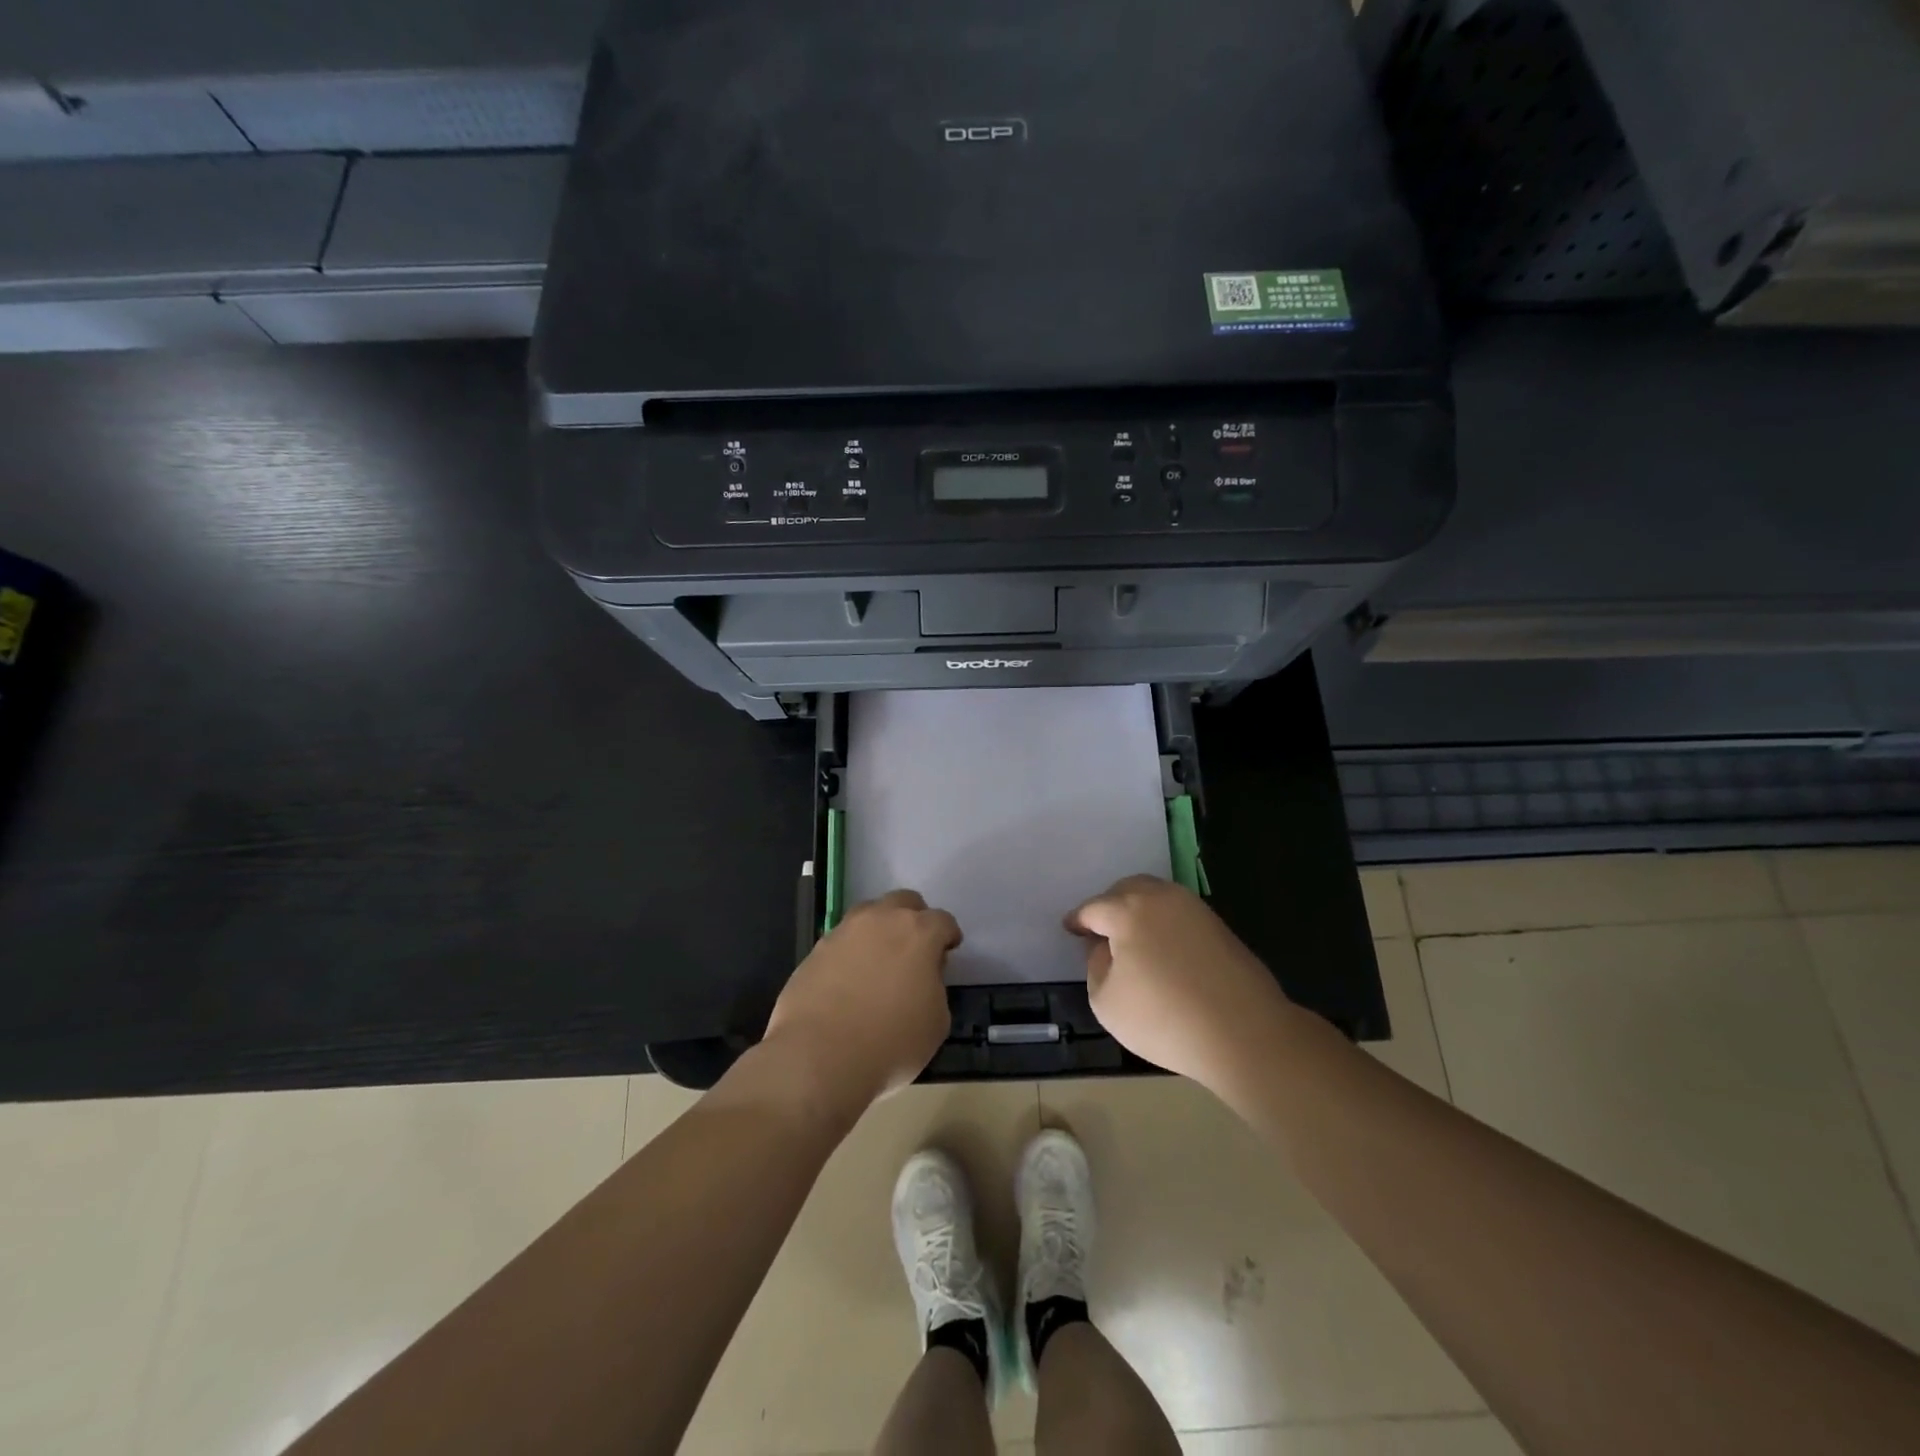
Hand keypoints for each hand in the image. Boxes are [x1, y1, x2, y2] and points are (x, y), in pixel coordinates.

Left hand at [762, 890, 959, 1115]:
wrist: (818, 1055)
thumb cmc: (891, 1042)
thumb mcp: (936, 1022)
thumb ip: (934, 988)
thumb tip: (921, 978)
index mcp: (919, 933)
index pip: (943, 920)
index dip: (948, 936)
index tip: (948, 952)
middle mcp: (881, 920)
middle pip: (904, 902)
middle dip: (914, 919)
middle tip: (914, 949)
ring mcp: (844, 931)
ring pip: (869, 914)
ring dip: (879, 930)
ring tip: (879, 962)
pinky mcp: (816, 949)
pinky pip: (841, 941)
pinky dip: (851, 952)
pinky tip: (849, 981)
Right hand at [1066, 875, 1295, 1092]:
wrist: (1245, 1033)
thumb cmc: (1164, 1018)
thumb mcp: (1106, 1001)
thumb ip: (1096, 966)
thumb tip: (1105, 949)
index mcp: (1128, 910)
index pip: (1094, 908)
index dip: (1078, 920)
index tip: (1070, 928)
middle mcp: (1161, 897)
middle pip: (1126, 890)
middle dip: (1109, 905)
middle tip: (1100, 930)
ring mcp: (1194, 909)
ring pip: (1156, 896)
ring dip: (1138, 910)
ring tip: (1131, 939)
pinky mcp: (1219, 926)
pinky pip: (1178, 913)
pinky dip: (1163, 923)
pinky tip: (1162, 949)